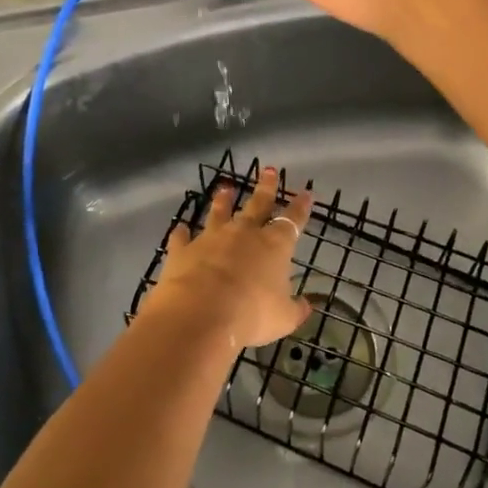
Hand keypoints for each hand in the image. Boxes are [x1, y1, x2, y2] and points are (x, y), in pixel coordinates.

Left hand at [141, 168, 314, 351]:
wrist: (201, 313)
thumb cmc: (251, 314)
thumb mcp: (283, 318)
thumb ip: (295, 309)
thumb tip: (307, 305)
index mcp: (274, 246)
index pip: (292, 221)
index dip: (300, 207)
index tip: (305, 192)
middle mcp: (244, 234)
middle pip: (257, 204)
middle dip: (266, 187)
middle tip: (269, 170)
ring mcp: (211, 238)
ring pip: (219, 213)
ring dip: (222, 201)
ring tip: (225, 188)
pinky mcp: (184, 250)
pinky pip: (182, 238)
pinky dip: (182, 234)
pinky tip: (180, 229)